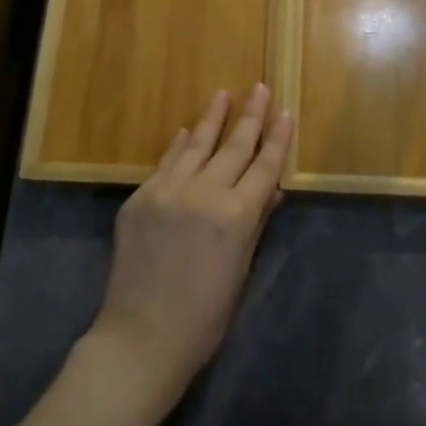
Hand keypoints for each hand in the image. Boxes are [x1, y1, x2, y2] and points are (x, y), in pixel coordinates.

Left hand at [88, 85, 291, 402]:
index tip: (285, 112)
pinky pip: (165, 163)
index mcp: (236, 216)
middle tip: (260, 88)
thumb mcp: (241, 268)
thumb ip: (255, 221)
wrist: (141, 337)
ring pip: (196, 145)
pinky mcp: (140, 198)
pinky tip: (186, 131)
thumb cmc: (204, 315)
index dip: (277, 138)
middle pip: (233, 146)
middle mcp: (203, 193)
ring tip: (223, 94)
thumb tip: (271, 188)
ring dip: (211, 118)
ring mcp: (167, 191)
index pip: (264, 166)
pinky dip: (179, 146)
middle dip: (250, 116)